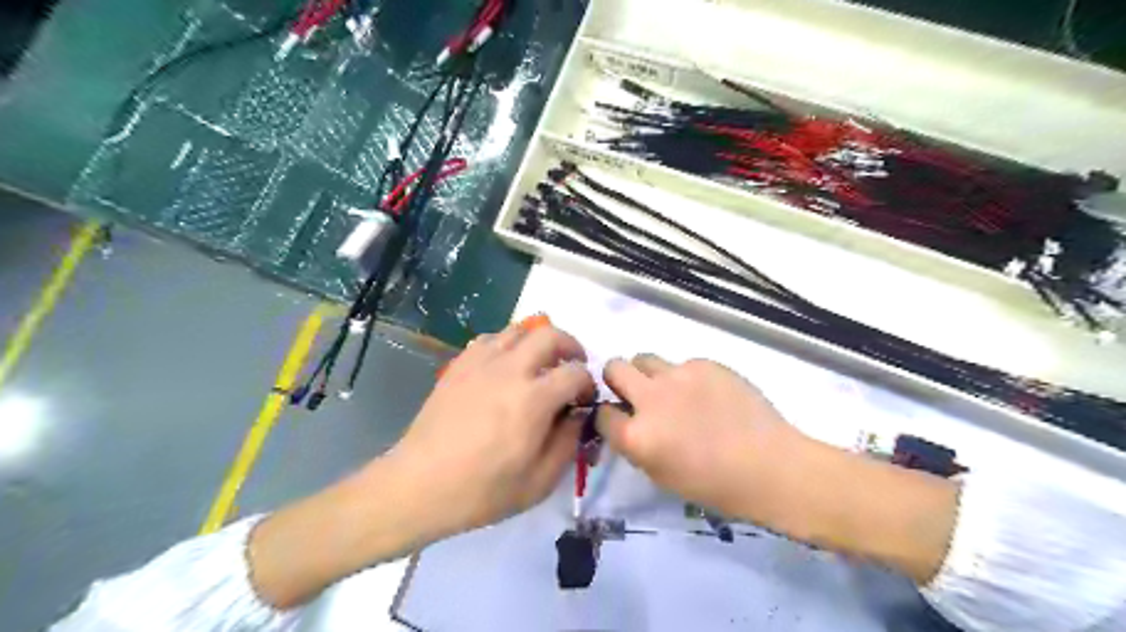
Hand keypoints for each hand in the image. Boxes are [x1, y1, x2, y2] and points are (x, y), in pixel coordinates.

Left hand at [250, 324, 590, 609]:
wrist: (420, 485)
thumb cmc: (483, 491)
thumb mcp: (540, 481)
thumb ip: (569, 442)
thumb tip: (579, 414)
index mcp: (534, 399)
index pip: (576, 373)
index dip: (588, 384)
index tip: (584, 400)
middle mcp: (511, 369)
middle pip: (551, 335)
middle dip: (571, 347)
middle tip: (573, 366)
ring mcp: (481, 362)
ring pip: (520, 329)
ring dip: (539, 341)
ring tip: (542, 362)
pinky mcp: (460, 364)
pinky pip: (491, 338)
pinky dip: (509, 343)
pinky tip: (507, 365)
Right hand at [592, 356, 804, 523]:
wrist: (771, 467)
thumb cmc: (716, 486)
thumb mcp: (661, 475)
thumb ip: (636, 444)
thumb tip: (628, 421)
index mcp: (637, 436)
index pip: (601, 413)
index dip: (609, 416)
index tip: (621, 419)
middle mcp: (651, 399)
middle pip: (614, 368)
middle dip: (618, 379)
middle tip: (637, 394)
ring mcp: (678, 376)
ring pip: (645, 358)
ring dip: (649, 374)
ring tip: (672, 392)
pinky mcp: (705, 363)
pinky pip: (682, 364)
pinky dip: (686, 378)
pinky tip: (708, 396)